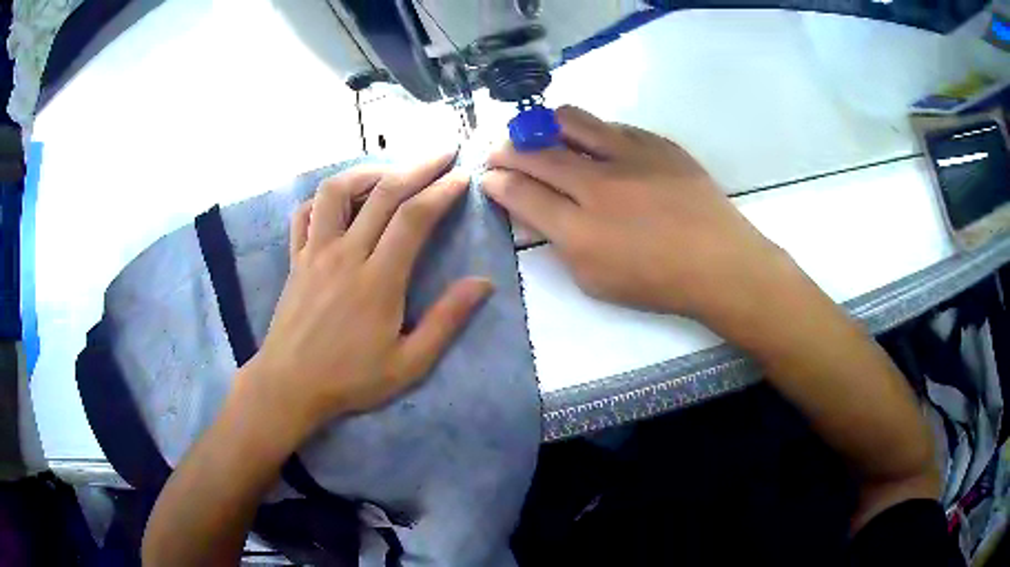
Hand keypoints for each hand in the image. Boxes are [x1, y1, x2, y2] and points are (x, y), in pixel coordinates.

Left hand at [242, 152, 491, 438]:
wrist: (289, 385)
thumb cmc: (350, 379)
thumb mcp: (409, 363)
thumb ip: (446, 321)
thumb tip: (483, 283)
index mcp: (377, 280)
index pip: (414, 218)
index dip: (442, 191)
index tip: (462, 176)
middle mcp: (345, 255)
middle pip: (383, 194)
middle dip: (419, 167)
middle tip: (443, 153)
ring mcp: (315, 252)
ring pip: (336, 191)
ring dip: (367, 171)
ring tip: (391, 171)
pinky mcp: (296, 258)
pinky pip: (305, 213)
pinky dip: (324, 198)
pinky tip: (342, 201)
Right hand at [482, 105, 787, 322]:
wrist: (719, 262)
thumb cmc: (656, 282)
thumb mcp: (595, 280)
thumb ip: (559, 242)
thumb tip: (536, 210)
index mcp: (579, 230)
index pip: (521, 193)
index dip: (497, 181)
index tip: (488, 175)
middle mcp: (597, 184)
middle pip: (537, 153)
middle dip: (508, 149)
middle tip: (499, 148)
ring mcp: (629, 156)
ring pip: (571, 121)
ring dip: (544, 125)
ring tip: (540, 132)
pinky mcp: (656, 143)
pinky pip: (612, 125)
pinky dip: (592, 131)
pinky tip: (595, 143)